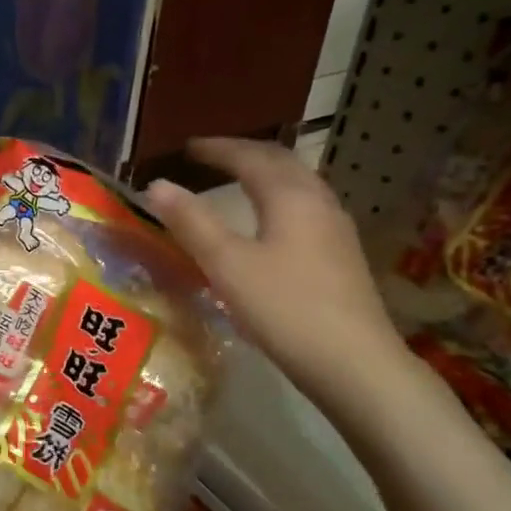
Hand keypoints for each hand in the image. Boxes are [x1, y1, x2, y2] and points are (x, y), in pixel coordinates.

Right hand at [145, 138, 406, 397]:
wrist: (354, 363)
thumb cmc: (285, 308)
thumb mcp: (227, 264)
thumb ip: (191, 222)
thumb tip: (156, 186)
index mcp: (291, 196)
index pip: (250, 156)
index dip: (216, 148)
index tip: (187, 147)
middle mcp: (319, 202)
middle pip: (281, 163)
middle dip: (244, 154)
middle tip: (211, 157)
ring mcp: (336, 230)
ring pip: (298, 186)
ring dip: (265, 176)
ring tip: (237, 182)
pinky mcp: (342, 257)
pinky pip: (305, 209)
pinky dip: (278, 200)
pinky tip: (270, 224)